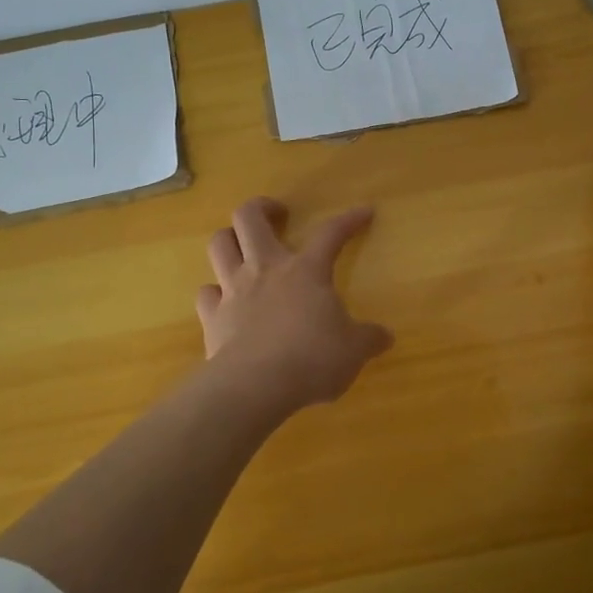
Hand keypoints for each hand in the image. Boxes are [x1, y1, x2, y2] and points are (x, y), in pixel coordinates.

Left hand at [196, 197, 394, 412]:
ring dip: (229, 238)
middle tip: (277, 213)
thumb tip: (385, 337)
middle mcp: (265, 269)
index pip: (331, 233)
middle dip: (262, 207)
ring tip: (242, 246)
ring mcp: (233, 290)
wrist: (256, 386)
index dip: (349, 220)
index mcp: (306, 271)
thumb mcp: (353, 351)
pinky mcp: (212, 317)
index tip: (364, 212)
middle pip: (249, 217)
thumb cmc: (312, 359)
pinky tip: (224, 300)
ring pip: (220, 244)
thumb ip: (369, 339)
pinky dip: (214, 292)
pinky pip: (207, 293)